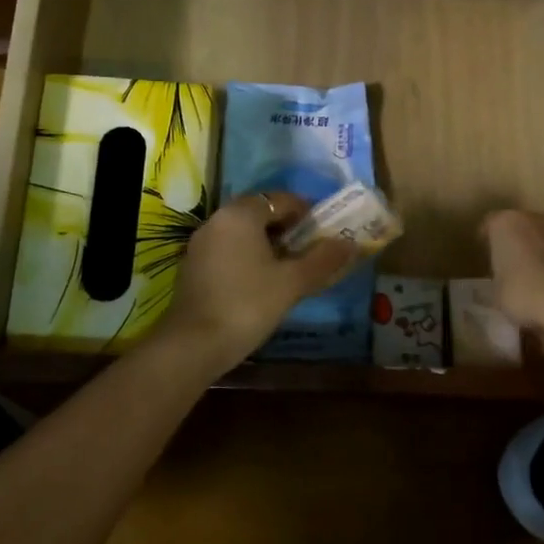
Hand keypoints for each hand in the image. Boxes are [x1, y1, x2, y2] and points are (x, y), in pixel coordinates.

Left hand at [157, 191, 359, 368]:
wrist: (194, 344)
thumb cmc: (248, 304)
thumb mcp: (292, 282)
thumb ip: (323, 259)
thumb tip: (350, 243)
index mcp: (241, 214)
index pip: (282, 199)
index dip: (308, 214)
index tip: (325, 234)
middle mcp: (218, 220)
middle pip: (261, 213)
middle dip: (288, 229)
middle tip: (310, 252)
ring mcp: (201, 243)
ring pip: (243, 233)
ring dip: (268, 244)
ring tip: (290, 270)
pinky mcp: (193, 266)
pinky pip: (229, 250)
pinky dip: (248, 258)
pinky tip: (261, 284)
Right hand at [482, 209, 543, 339]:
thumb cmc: (526, 298)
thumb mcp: (499, 294)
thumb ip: (504, 280)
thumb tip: (512, 284)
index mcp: (508, 225)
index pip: (491, 224)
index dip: (489, 239)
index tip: (490, 254)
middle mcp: (542, 217)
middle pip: (530, 223)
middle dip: (528, 240)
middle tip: (527, 264)